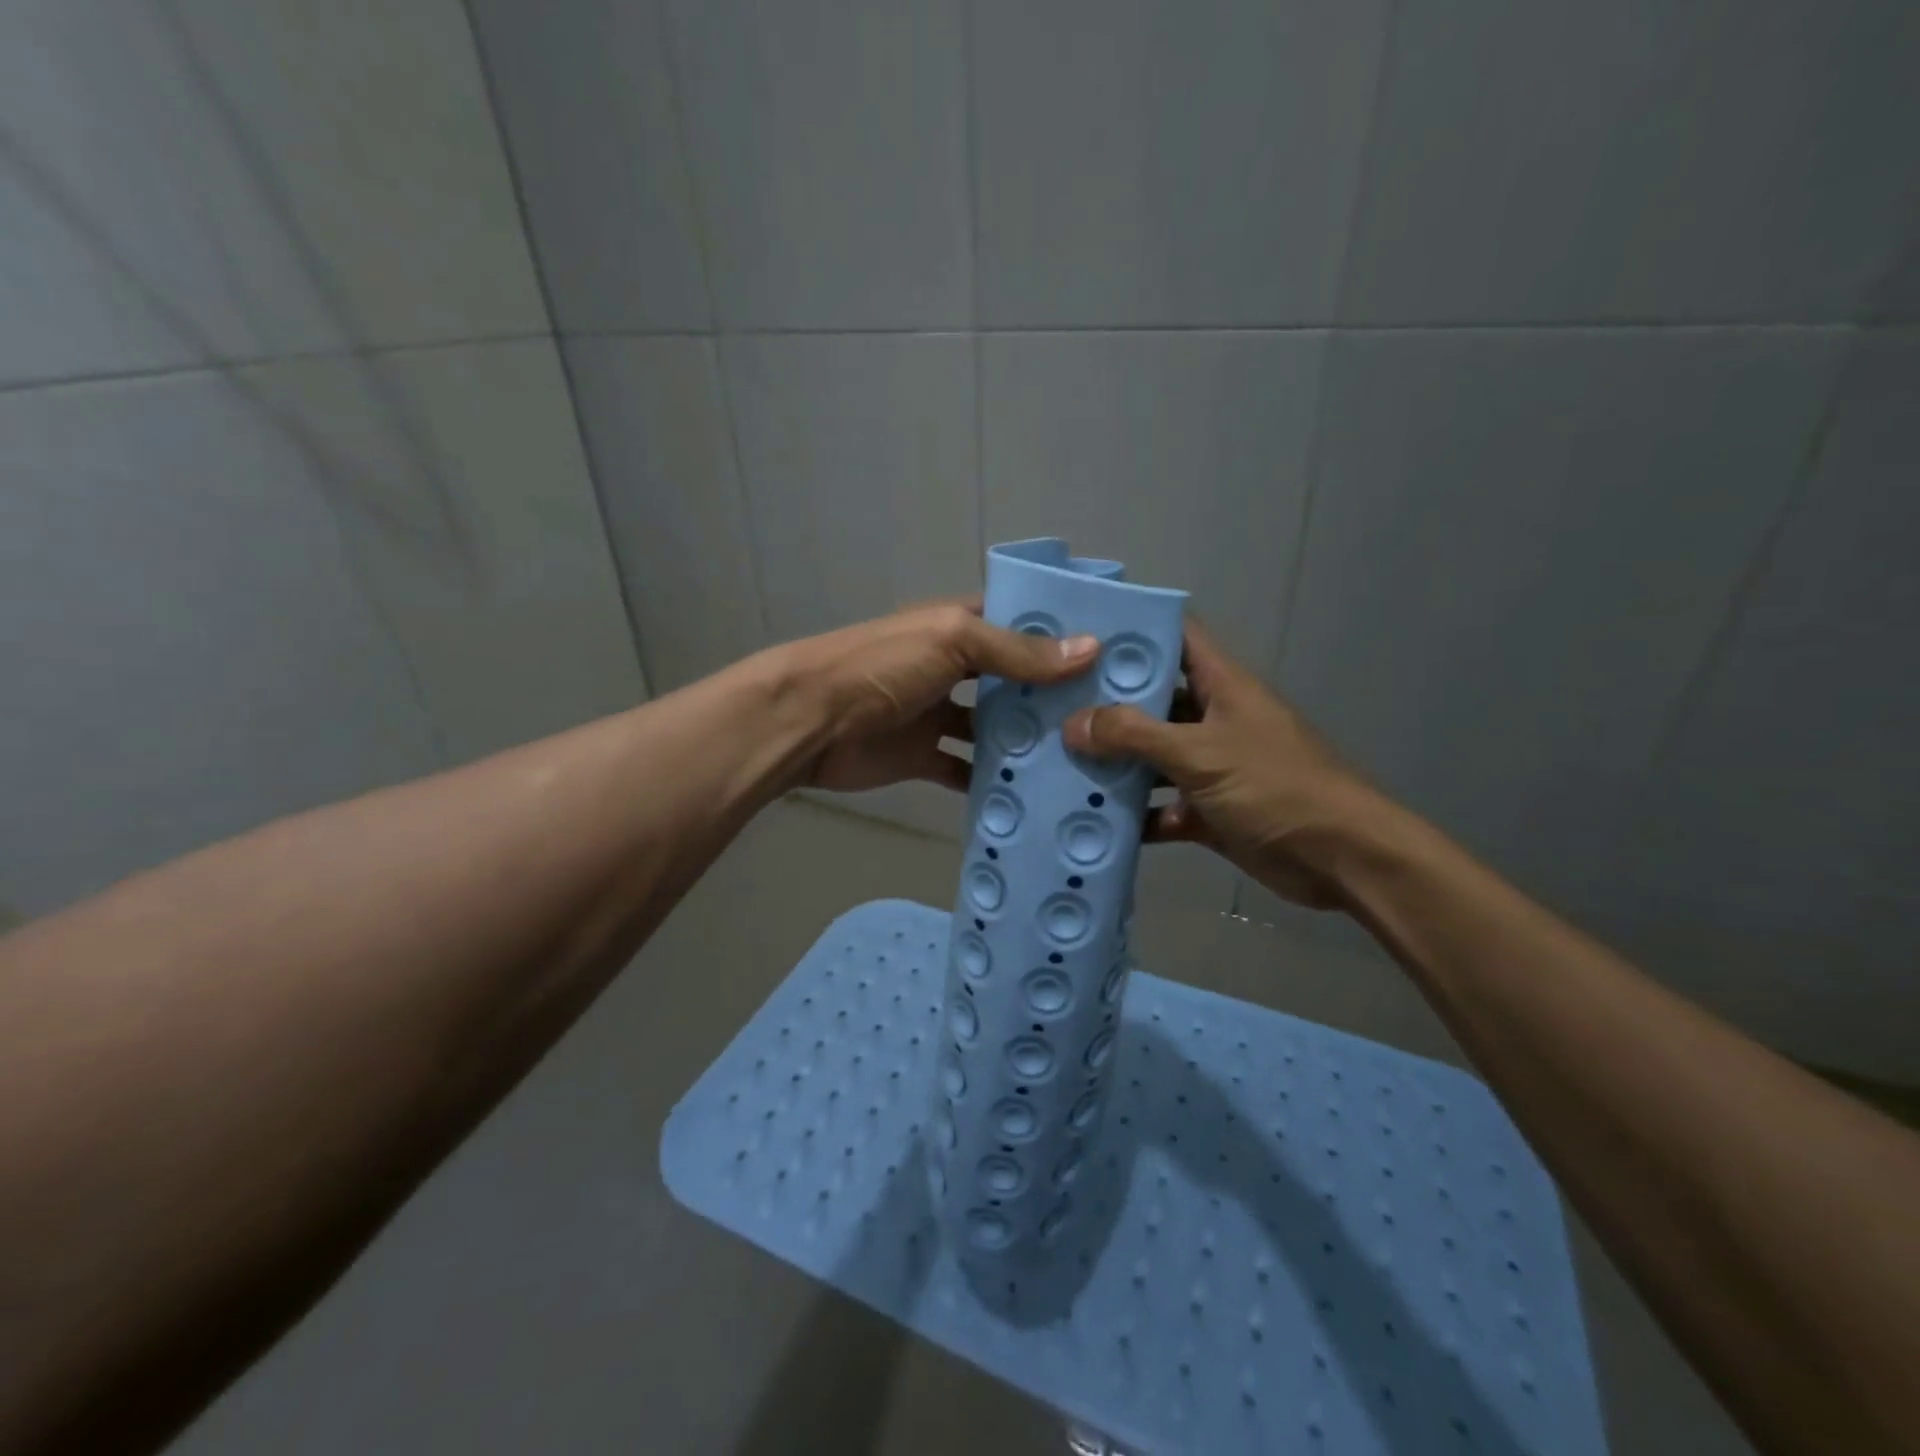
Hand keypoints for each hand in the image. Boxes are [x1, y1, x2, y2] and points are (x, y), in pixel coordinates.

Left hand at [787, 599, 1097, 794]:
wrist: (809, 721)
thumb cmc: (881, 667)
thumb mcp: (952, 643)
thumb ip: (1016, 652)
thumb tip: (1091, 650)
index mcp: (956, 627)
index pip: (1016, 623)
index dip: (1057, 633)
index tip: (1111, 651)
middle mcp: (951, 667)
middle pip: (1009, 678)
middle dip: (1050, 692)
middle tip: (1108, 712)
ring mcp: (937, 713)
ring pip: (992, 726)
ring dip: (1026, 739)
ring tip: (1081, 755)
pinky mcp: (923, 756)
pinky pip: (965, 768)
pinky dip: (991, 779)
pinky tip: (1032, 793)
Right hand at [1062, 621, 1379, 909]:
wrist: (1341, 859)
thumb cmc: (1275, 786)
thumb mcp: (1200, 753)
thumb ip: (1135, 735)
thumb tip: (1073, 724)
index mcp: (1222, 685)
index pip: (1177, 637)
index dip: (1134, 629)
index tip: (1080, 631)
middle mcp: (1214, 719)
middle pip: (1154, 700)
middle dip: (1106, 704)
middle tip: (1048, 704)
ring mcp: (1211, 767)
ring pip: (1152, 757)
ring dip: (1114, 763)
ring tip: (1055, 760)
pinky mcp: (1209, 811)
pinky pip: (1161, 806)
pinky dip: (1134, 815)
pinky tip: (1091, 819)